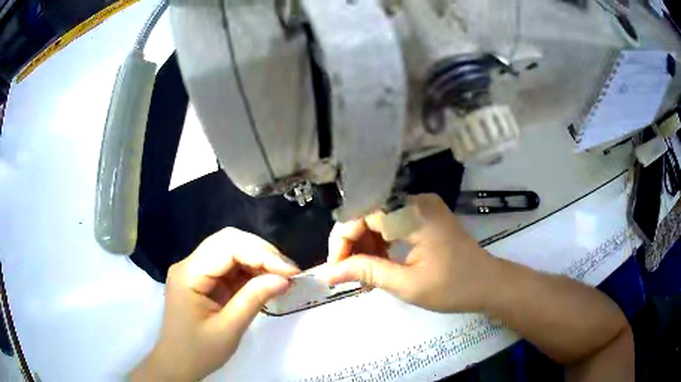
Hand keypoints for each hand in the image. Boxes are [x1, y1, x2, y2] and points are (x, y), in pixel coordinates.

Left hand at [130, 228, 299, 380]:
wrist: (177, 363)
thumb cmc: (199, 351)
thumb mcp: (229, 329)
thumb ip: (254, 299)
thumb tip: (284, 278)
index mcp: (189, 274)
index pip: (228, 248)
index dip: (262, 254)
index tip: (291, 271)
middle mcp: (190, 264)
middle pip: (228, 242)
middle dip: (262, 252)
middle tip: (289, 272)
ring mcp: (195, 270)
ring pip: (231, 250)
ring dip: (259, 260)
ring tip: (283, 276)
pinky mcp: (203, 279)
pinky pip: (230, 266)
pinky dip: (251, 270)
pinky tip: (266, 280)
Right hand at [325, 194, 493, 312]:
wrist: (489, 284)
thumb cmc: (453, 287)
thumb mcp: (407, 284)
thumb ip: (367, 272)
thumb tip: (328, 273)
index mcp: (414, 212)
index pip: (361, 215)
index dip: (342, 241)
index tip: (335, 270)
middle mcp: (416, 201)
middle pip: (368, 215)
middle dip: (353, 245)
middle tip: (348, 277)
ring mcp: (422, 207)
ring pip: (379, 220)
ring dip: (366, 247)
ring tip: (363, 276)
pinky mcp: (425, 217)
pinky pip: (392, 225)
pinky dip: (381, 245)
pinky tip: (379, 265)